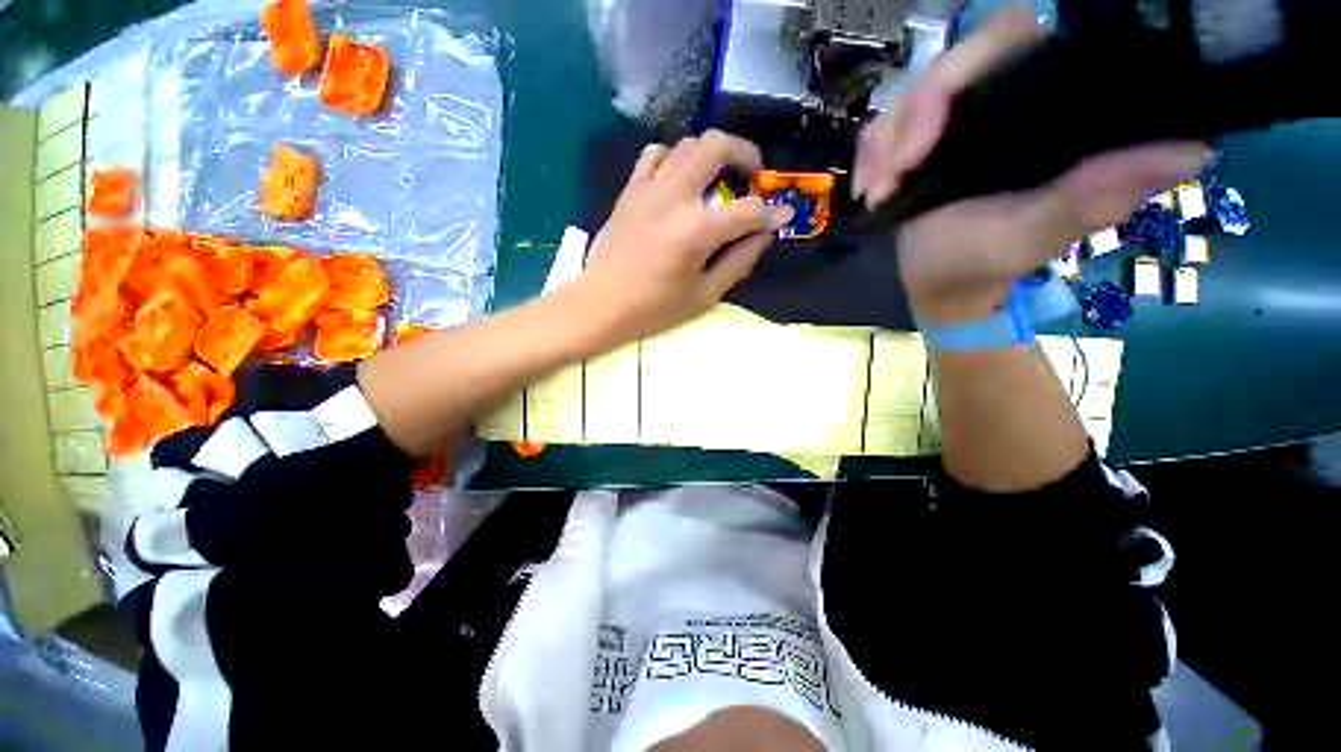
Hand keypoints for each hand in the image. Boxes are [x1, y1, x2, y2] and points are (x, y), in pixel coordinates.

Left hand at [571, 130, 793, 348]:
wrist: (599, 306)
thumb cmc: (653, 310)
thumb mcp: (704, 296)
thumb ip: (738, 261)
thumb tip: (764, 234)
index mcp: (696, 231)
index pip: (747, 210)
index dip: (771, 212)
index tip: (783, 215)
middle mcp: (674, 198)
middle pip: (715, 146)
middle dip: (745, 153)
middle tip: (753, 175)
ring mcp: (648, 189)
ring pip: (686, 144)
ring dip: (711, 153)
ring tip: (719, 177)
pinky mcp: (630, 191)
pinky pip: (655, 155)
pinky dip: (675, 158)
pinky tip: (680, 180)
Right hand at [853, 9, 1213, 324]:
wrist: (939, 283)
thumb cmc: (985, 262)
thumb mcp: (1036, 234)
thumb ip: (1096, 195)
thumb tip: (1191, 151)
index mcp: (1038, 106)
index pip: (1005, 40)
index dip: (961, 71)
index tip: (925, 143)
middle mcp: (996, 100)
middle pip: (942, 66)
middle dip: (906, 122)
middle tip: (892, 178)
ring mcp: (951, 121)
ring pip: (902, 96)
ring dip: (881, 146)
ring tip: (879, 194)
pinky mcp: (915, 143)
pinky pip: (880, 127)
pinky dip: (867, 157)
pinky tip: (871, 192)